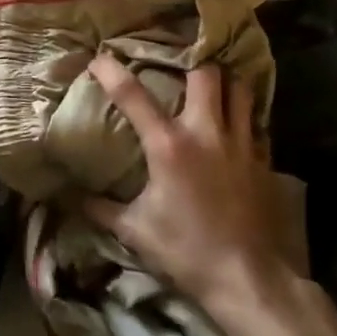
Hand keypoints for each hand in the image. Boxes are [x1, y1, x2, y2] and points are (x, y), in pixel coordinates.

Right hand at [82, 55, 300, 314]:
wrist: (248, 278)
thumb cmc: (186, 251)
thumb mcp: (135, 230)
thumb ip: (101, 208)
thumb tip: (72, 197)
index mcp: (169, 145)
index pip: (133, 95)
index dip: (111, 70)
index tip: (98, 57)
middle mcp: (206, 133)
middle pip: (205, 74)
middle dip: (190, 65)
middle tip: (177, 70)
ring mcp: (240, 144)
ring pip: (240, 89)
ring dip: (224, 84)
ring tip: (210, 90)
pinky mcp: (263, 160)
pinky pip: (255, 122)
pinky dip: (242, 116)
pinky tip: (232, 129)